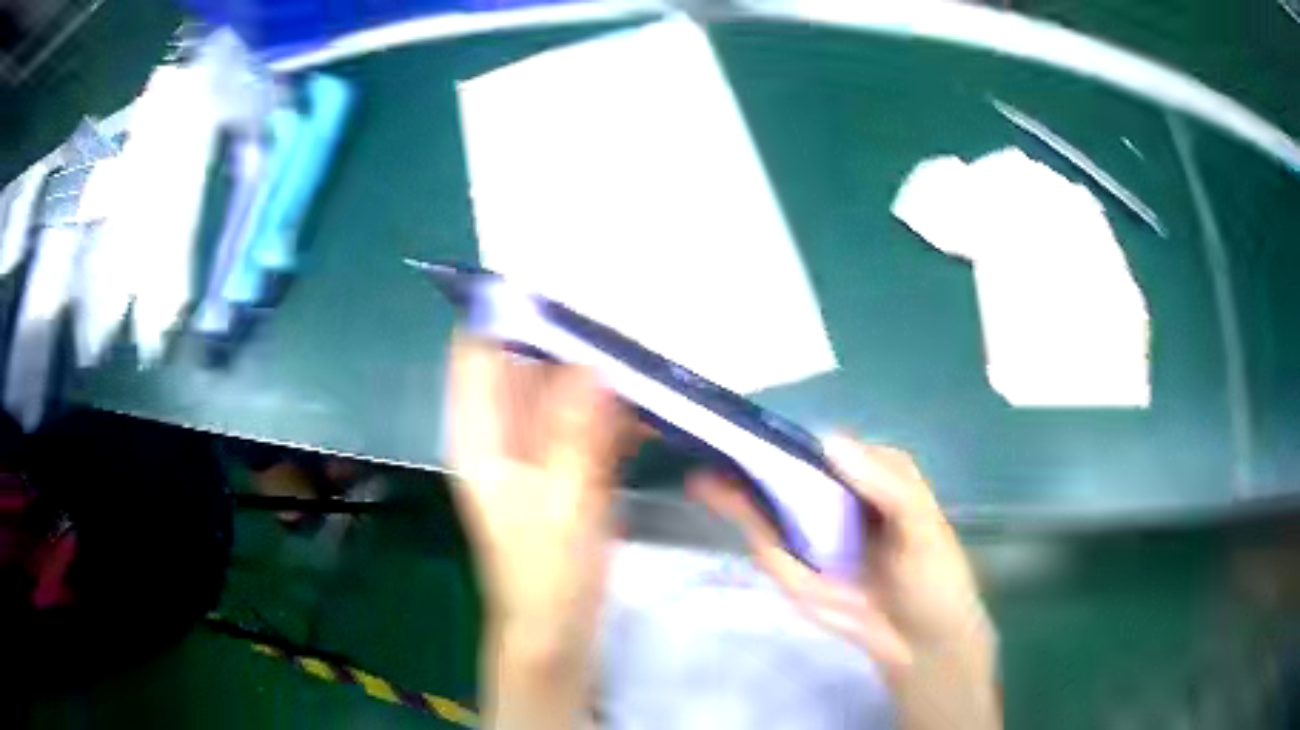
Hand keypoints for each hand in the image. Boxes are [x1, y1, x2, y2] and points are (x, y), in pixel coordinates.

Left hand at [445, 333, 632, 727]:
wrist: (558, 631)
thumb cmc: (546, 577)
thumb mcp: (561, 506)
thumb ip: (575, 436)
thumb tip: (593, 363)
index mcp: (479, 435)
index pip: (478, 350)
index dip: (506, 310)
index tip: (555, 276)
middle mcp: (501, 431)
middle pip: (522, 364)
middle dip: (561, 331)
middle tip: (614, 295)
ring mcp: (535, 448)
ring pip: (558, 389)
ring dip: (592, 365)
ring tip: (637, 329)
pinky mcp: (565, 466)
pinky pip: (584, 420)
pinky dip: (608, 404)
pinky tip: (645, 390)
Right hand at [689, 435, 999, 729]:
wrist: (917, 643)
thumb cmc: (931, 576)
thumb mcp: (922, 524)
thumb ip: (886, 484)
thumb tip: (827, 443)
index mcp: (870, 478)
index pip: (826, 446)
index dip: (794, 431)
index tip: (756, 417)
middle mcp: (835, 499)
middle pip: (790, 469)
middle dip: (753, 449)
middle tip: (713, 427)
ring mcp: (810, 534)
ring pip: (769, 498)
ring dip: (734, 476)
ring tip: (700, 451)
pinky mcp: (792, 567)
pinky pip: (763, 536)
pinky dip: (736, 511)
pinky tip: (710, 489)